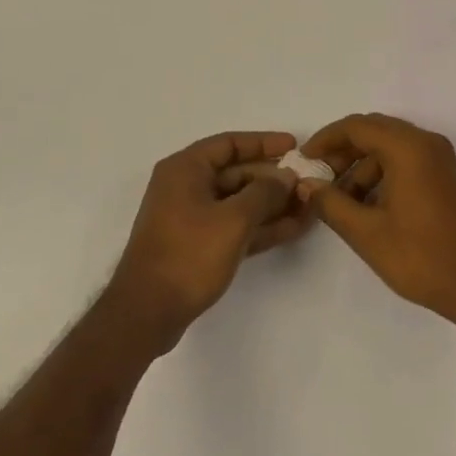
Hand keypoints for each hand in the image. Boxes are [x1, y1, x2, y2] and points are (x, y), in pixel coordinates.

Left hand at [108, 130, 311, 350]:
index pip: (229, 144)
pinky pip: (234, 226)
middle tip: (307, 183)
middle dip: (273, 179)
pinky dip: (260, 226)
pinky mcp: (197, 245)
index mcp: (185, 169)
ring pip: (238, 202)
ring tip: (308, 206)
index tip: (294, 146)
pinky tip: (293, 228)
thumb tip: (286, 176)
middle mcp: (185, 187)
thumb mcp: (233, 220)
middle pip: (236, 173)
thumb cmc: (188, 255)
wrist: (147, 313)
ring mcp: (191, 218)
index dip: (263, 142)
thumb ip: (264, 193)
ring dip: (272, 205)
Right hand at [297, 113, 455, 327]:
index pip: (358, 126)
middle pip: (374, 131)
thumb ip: (331, 203)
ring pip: (390, 147)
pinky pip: (406, 160)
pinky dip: (382, 174)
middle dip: (343, 151)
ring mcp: (440, 159)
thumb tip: (306, 185)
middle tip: (318, 177)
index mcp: (409, 148)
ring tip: (340, 201)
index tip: (304, 159)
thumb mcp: (366, 233)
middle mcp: (427, 143)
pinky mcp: (445, 176)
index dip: (326, 139)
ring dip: (362, 166)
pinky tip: (366, 205)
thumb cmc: (421, 258)